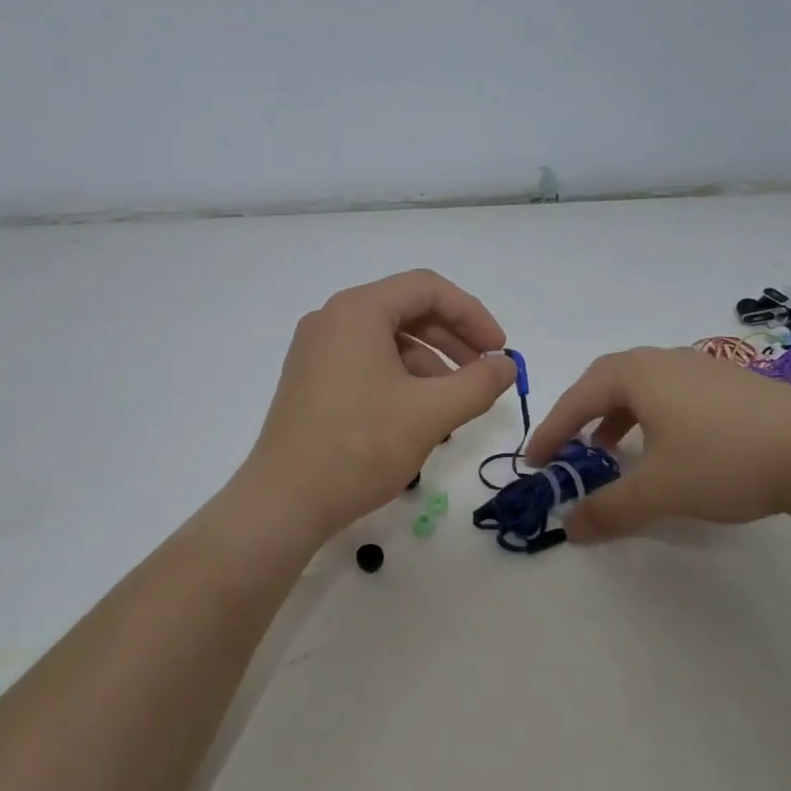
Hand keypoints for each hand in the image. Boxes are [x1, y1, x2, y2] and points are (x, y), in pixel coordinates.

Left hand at [238, 270, 517, 542]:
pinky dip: (400, 379)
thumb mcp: (430, 414)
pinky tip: (418, 416)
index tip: (498, 351)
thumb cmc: (359, 447)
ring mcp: (316, 350)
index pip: (427, 289)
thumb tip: (507, 365)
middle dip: (453, 340)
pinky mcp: (311, 380)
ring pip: (387, 340)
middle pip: (406, 311)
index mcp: (357, 311)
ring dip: (429, 364)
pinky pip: (366, 363)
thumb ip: (478, 384)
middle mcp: (332, 320)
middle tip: (484, 373)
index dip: (472, 314)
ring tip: (454, 403)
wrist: (284, 502)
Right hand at [523, 346, 790, 542]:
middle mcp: (666, 360)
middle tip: (568, 448)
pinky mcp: (734, 384)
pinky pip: (673, 393)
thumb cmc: (726, 461)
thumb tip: (568, 528)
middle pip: (607, 381)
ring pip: (643, 386)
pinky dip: (651, 417)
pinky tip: (668, 448)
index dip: (551, 431)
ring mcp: (704, 368)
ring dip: (617, 416)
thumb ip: (608, 510)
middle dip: (581, 415)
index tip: (535, 462)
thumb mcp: (659, 492)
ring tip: (612, 451)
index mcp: (638, 374)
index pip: (578, 399)